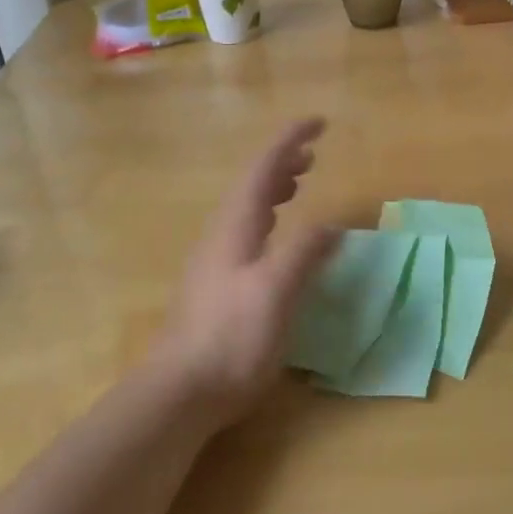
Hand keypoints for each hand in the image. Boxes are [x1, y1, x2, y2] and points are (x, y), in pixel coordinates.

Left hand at [158, 118, 336, 419]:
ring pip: (247, 207)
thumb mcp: (277, 290)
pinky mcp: (216, 283)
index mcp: (236, 225)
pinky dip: (268, 217)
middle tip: (312, 154)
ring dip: (273, 188)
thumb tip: (332, 226)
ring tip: (298, 184)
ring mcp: (215, 259)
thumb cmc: (232, 336)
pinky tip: (276, 239)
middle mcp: (222, 233)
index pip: (263, 167)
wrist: (180, 390)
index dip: (290, 140)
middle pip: (252, 183)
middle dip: (282, 162)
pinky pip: (246, 231)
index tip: (318, 123)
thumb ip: (304, 252)